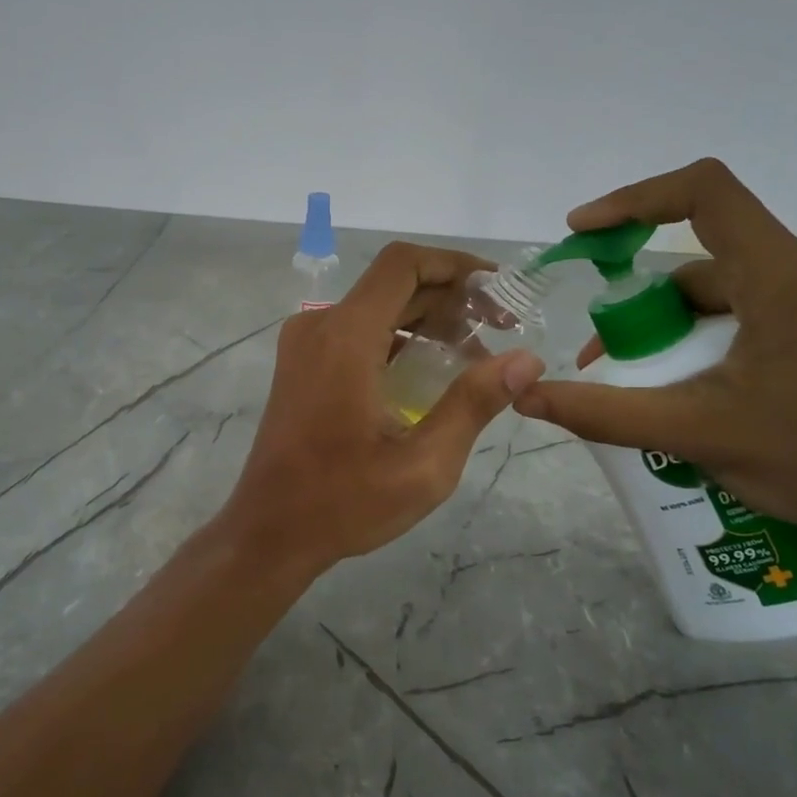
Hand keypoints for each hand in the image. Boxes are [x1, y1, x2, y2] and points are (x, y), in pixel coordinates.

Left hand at [219, 242, 545, 570]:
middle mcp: (319, 326)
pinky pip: (356, 332)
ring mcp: (304, 344)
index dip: (455, 265)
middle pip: (393, 285)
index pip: (403, 265)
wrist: (269, 531)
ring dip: (426, 320)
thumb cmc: (343, 502)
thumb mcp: (423, 464)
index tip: (498, 289)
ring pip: (375, 307)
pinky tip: (431, 373)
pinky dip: (397, 339)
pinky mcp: (301, 364)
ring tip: (475, 355)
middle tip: (501, 329)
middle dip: (451, 298)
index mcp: (345, 337)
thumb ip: (474, 404)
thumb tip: (526, 359)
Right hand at [514, 159, 796, 555]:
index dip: (633, 200)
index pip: (703, 193)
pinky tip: (701, 384)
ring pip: (732, 286)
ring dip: (680, 325)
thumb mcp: (695, 433)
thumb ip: (603, 411)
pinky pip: (761, 303)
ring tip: (649, 384)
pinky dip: (717, 332)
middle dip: (647, 304)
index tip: (583, 231)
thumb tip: (526, 395)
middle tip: (610, 357)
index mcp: (789, 275)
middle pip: (706, 258)